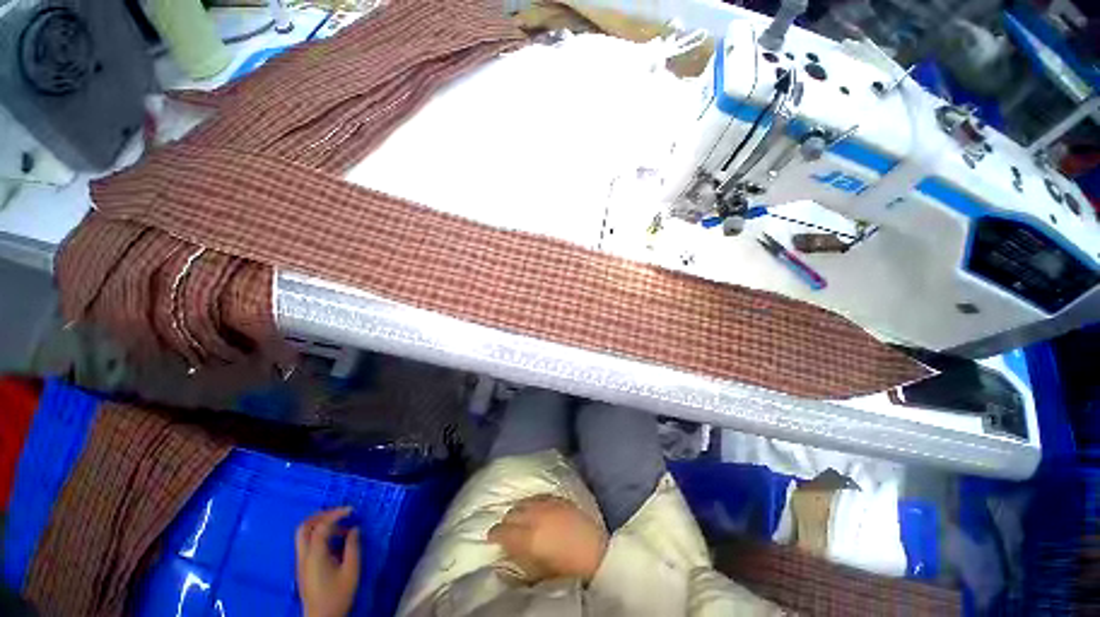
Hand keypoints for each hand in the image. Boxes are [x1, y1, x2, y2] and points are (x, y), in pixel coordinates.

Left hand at [295, 507, 360, 616]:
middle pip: (304, 527)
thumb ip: (353, 547)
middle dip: (321, 515)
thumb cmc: (338, 595)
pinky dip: (320, 536)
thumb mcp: (351, 570)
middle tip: (339, 513)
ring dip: (321, 526)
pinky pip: (307, 544)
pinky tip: (335, 542)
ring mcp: (301, 562)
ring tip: (342, 528)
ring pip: (304, 535)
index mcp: (315, 555)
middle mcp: (304, 556)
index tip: (351, 510)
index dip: (336, 514)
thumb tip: (354, 529)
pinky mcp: (303, 567)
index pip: (321, 526)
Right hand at [488, 495, 607, 582]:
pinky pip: (539, 496)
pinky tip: (535, 509)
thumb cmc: (566, 568)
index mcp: (527, 537)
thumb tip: (504, 558)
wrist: (595, 552)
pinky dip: (533, 503)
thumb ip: (518, 561)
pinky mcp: (558, 498)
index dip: (494, 534)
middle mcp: (534, 516)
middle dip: (507, 521)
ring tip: (520, 518)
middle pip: (512, 513)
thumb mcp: (537, 571)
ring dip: (519, 510)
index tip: (492, 538)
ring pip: (524, 502)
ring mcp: (547, 504)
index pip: (502, 530)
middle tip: (507, 530)